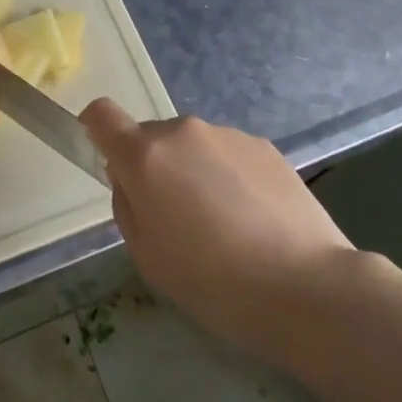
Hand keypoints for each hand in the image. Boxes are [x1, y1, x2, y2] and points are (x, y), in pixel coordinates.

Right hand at [81, 101, 354, 360]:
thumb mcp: (147, 257)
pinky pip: (228, 154)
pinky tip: (254, 221)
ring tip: (224, 226)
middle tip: (177, 220)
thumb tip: (130, 180)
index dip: (95, 130)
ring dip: (194, 172)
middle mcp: (182, 131)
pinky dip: (229, 177)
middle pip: (151, 137)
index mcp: (145, 156)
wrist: (306, 287)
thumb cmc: (213, 282)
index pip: (101, 114)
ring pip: (192, 147)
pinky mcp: (263, 145)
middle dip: (154, 168)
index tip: (107, 161)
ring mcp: (226, 134)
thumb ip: (127, 206)